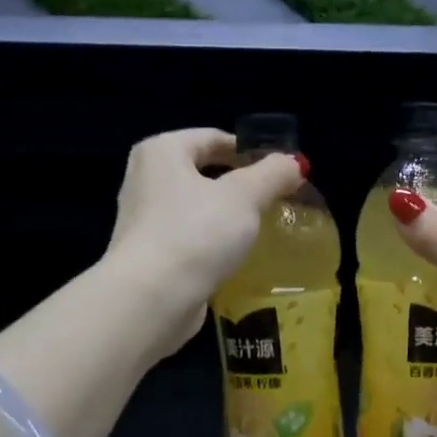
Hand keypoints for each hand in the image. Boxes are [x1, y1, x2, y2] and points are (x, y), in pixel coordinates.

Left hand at [104, 128, 306, 355]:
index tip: (280, 170)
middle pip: (203, 173)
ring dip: (226, 217)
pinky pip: (189, 240)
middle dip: (240, 186)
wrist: (152, 299)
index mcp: (161, 152)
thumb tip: (294, 163)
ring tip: (262, 230)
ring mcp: (142, 220)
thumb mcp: (245, 197)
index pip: (212, 138)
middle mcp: (144, 179)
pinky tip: (236, 257)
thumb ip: (273, 174)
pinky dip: (212, 244)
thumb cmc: (196, 233)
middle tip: (276, 200)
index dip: (249, 150)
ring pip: (196, 209)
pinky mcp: (148, 257)